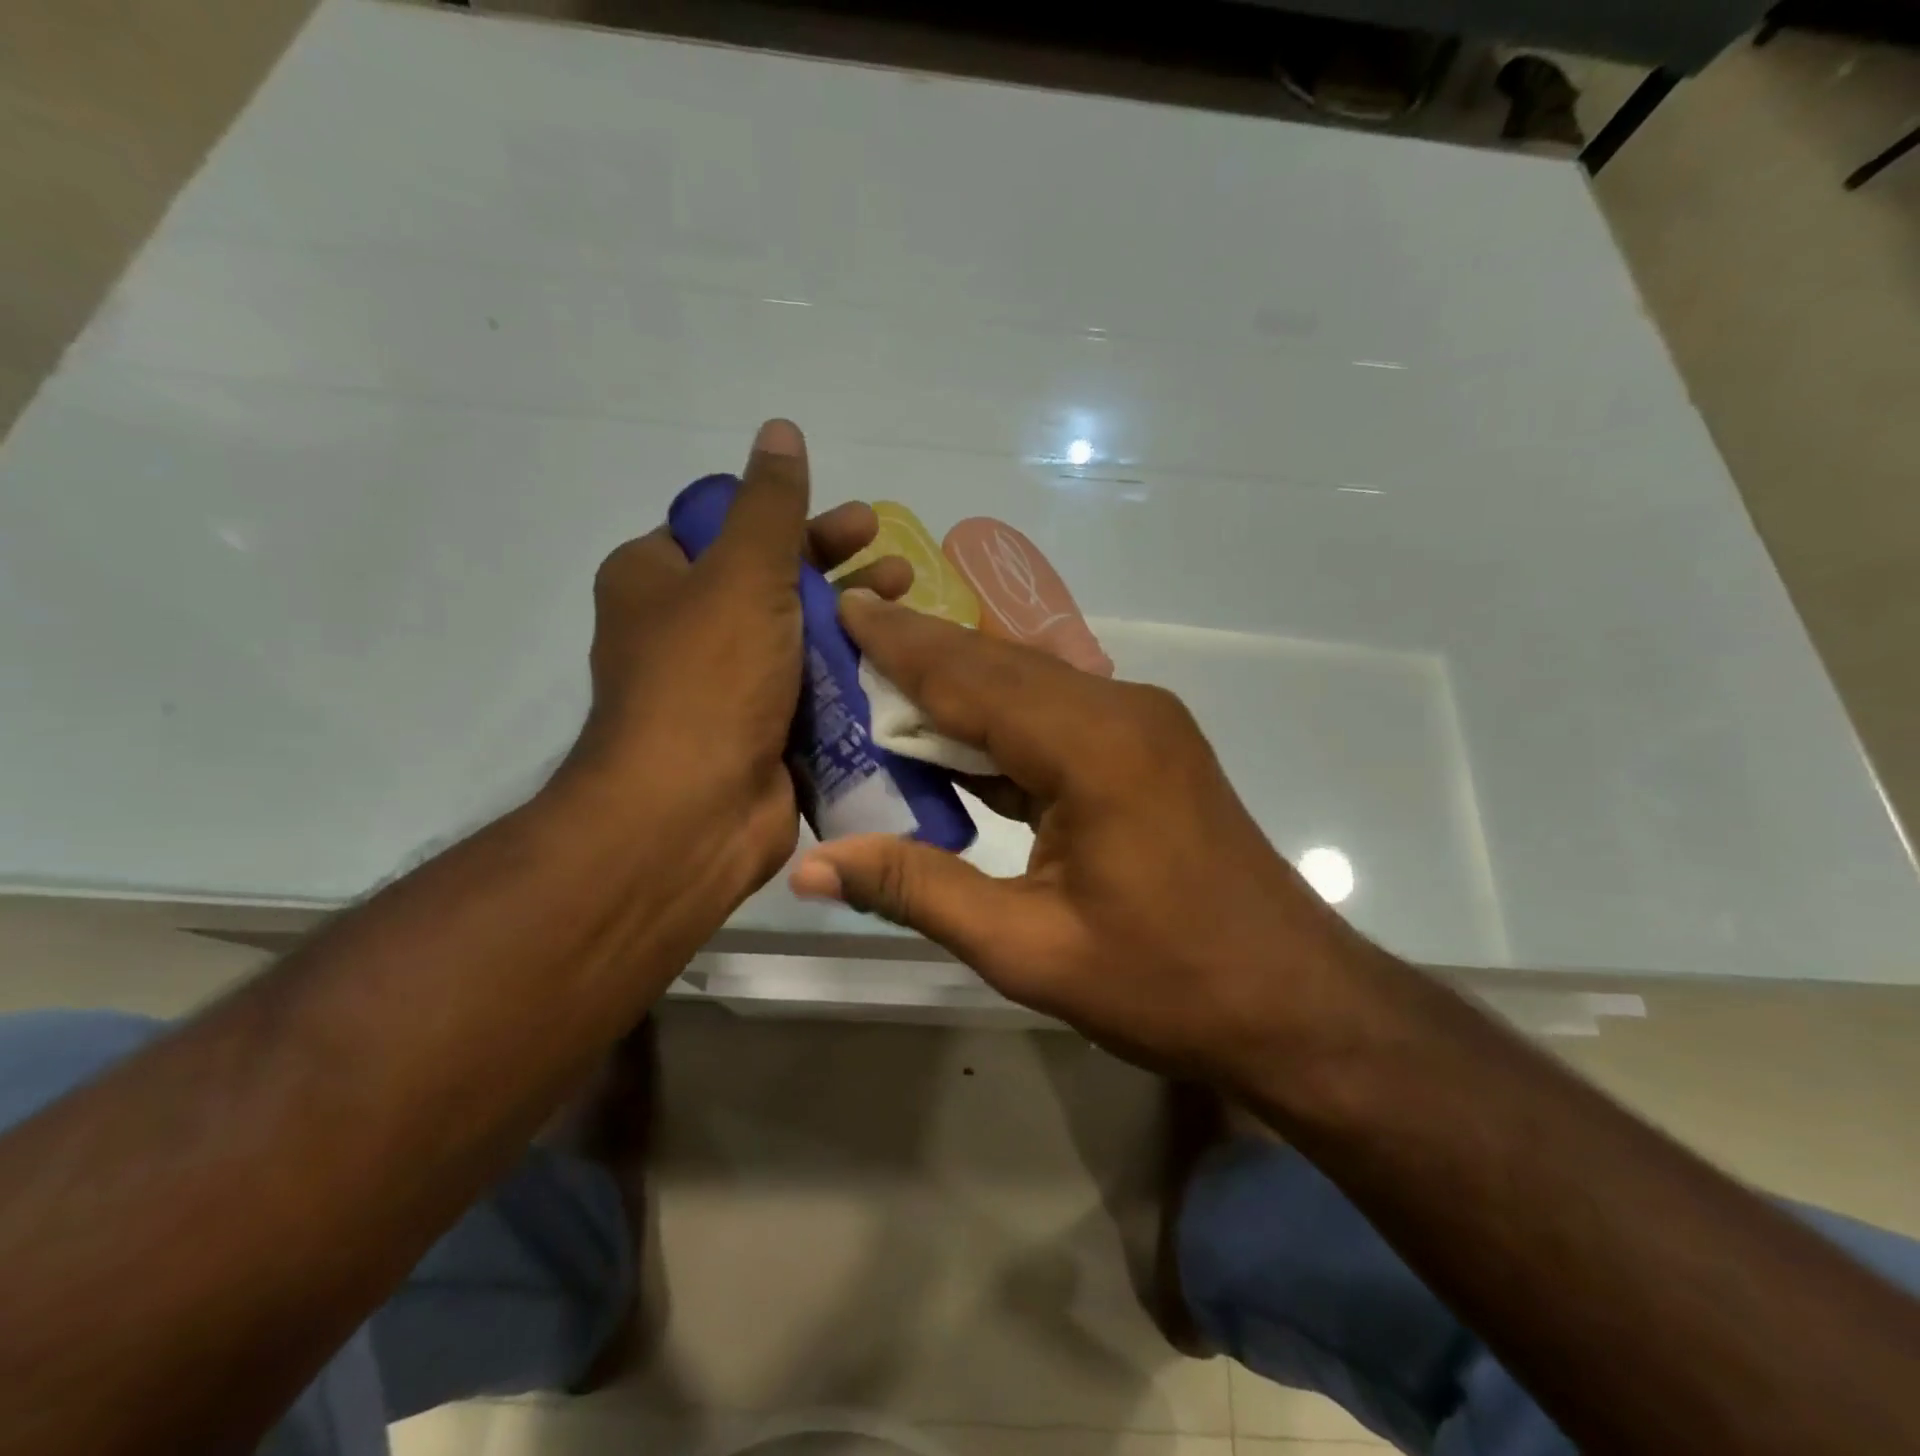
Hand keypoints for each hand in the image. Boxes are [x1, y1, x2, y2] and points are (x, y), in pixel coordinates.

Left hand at [565, 419, 909, 939]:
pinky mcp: (762, 734)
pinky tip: (898, 666)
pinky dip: (850, 676)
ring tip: (908, 608)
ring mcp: (726, 688)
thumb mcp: (742, 574)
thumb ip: (769, 505)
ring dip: (852, 623)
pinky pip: (813, 691)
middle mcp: (685, 631)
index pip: (728, 530)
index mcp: (657, 581)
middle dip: (836, 571)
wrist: (692, 814)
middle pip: (772, 584)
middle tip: (894, 560)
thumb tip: (779, 430)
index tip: (853, 524)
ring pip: (799, 639)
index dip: (793, 521)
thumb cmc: (708, 679)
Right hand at [788, 591, 1382, 1083]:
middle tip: (844, 641)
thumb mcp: (1027, 948)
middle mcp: (1121, 709)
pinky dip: (996, 726)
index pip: (970, 677)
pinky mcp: (1146, 749)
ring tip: (877, 685)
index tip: (839, 608)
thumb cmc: (1166, 984)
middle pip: (997, 667)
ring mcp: (1140, 725)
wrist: (1294, 1004)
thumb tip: (813, 866)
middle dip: (919, 654)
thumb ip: (917, 889)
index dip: (898, 644)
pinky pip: (1054, 719)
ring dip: (955, 689)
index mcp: (1093, 745)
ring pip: (1026, 688)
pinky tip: (949, 741)